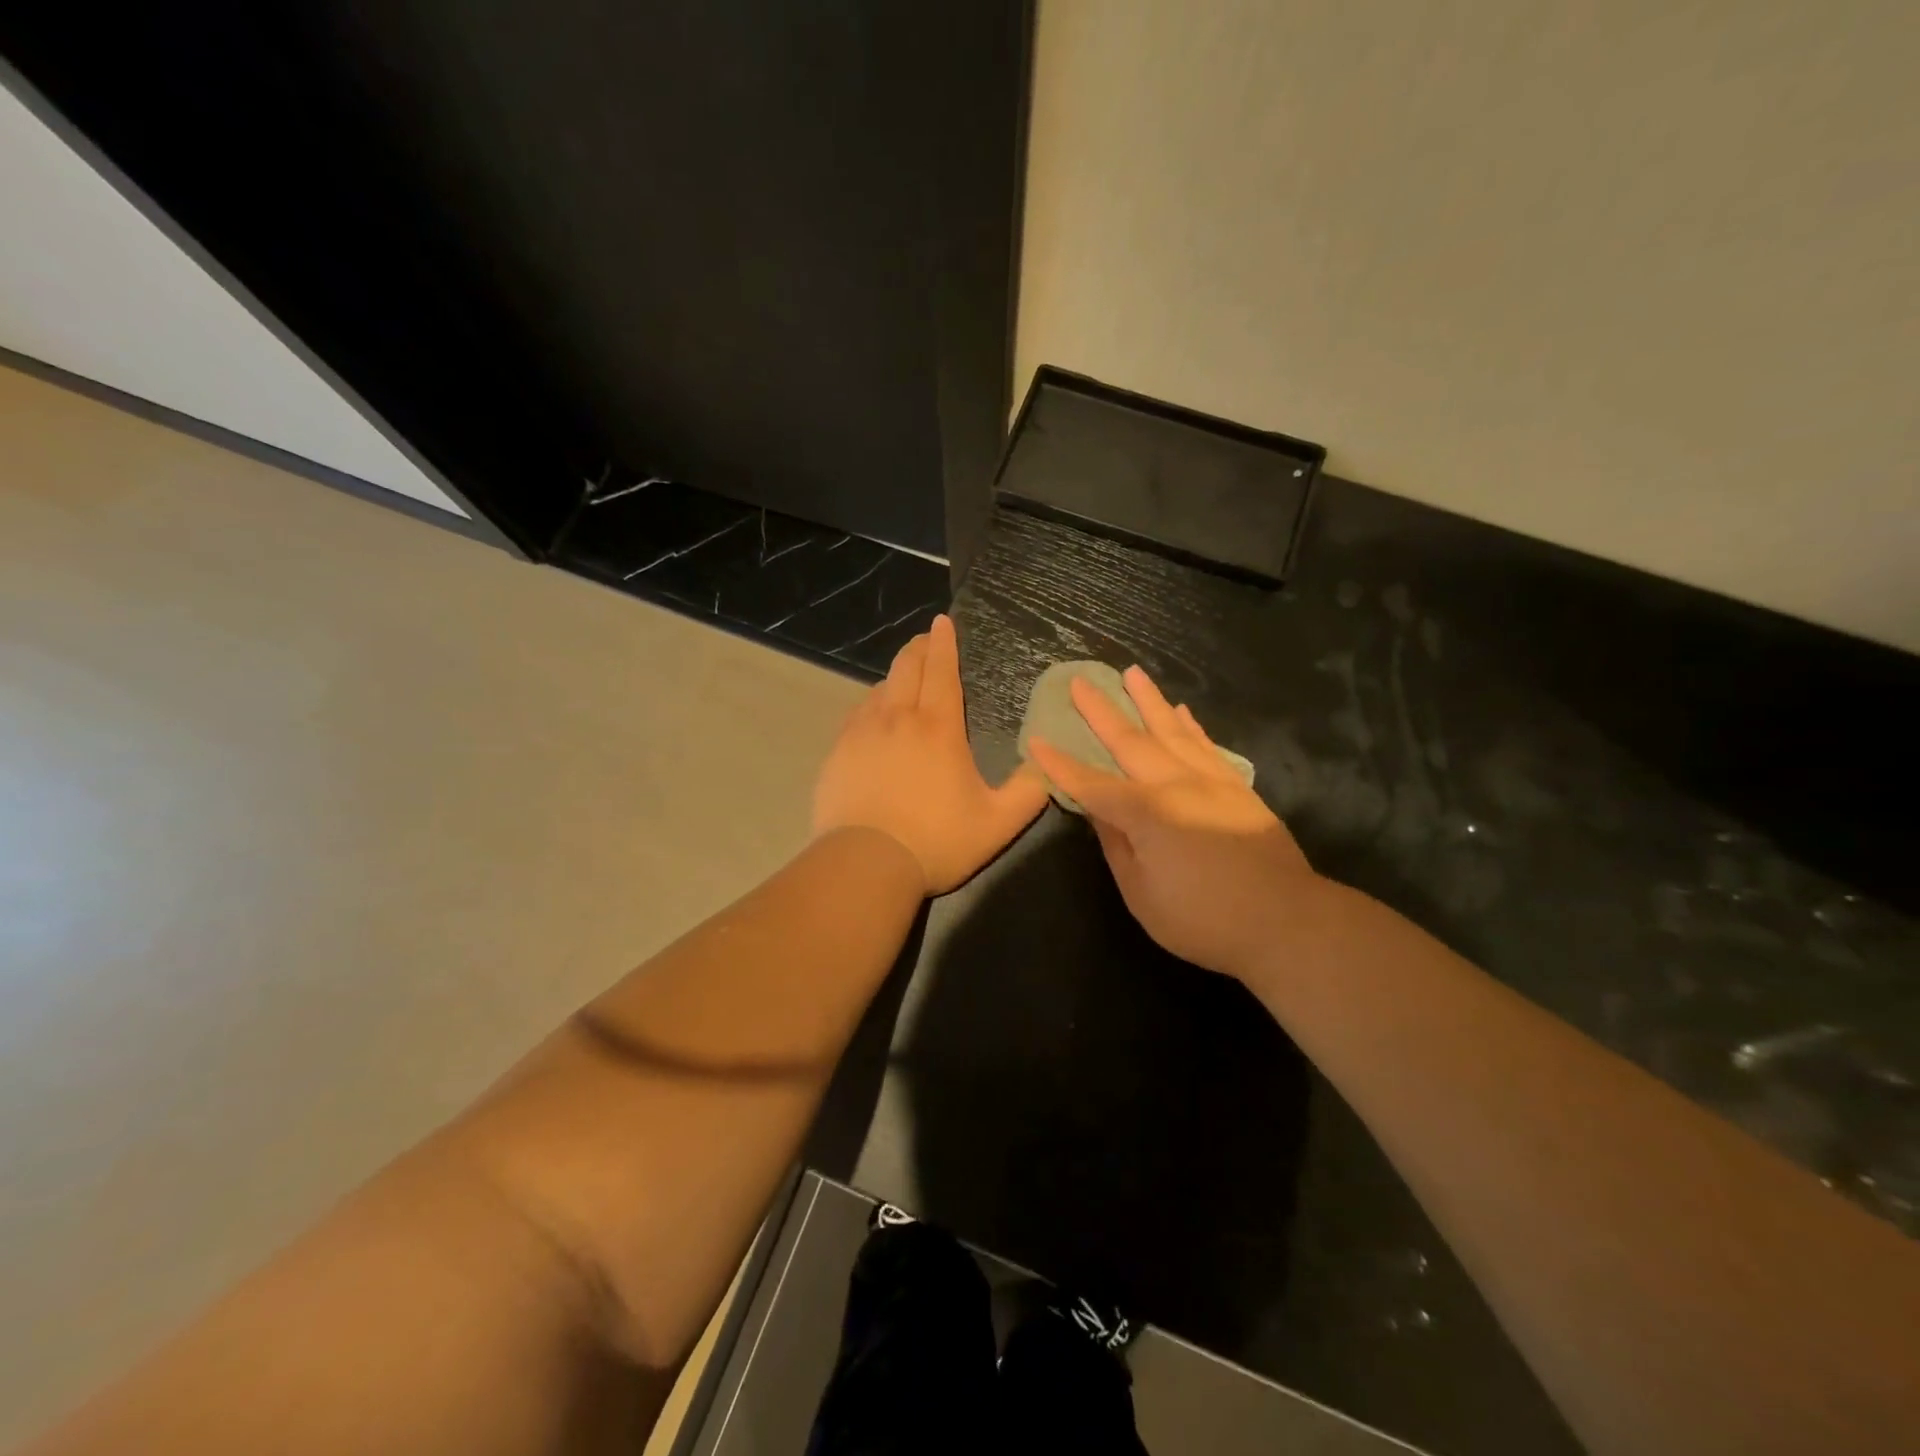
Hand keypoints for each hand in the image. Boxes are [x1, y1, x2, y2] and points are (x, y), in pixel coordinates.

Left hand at [813, 615, 1049, 894]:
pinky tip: (873, 716)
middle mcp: (898, 719)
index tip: (943, 621)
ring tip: (903, 678)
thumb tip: (1048, 766)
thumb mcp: (997, 823)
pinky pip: (857, 715)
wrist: (865, 864)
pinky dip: (871, 704)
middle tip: (926, 639)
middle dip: (918, 648)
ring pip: (879, 689)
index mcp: (938, 728)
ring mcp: (862, 734)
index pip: (941, 671)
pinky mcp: (838, 753)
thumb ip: (1028, 792)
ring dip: (895, 676)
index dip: (944, 643)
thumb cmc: (937, 841)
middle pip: (906, 668)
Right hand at [1027, 666, 1320, 977]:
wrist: (1287, 921)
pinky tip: (1180, 711)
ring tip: (1132, 673)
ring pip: (1171, 731)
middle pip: (1130, 741)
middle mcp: (1175, 785)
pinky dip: (1189, 725)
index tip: (1037, 739)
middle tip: (1080, 681)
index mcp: (1146, 814)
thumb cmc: (1204, 919)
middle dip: (1100, 711)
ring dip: (1148, 701)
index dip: (1061, 764)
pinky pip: (1205, 745)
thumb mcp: (1143, 895)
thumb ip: (1118, 848)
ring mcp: (1210, 781)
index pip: (1091, 784)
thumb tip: (1099, 813)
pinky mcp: (1236, 788)